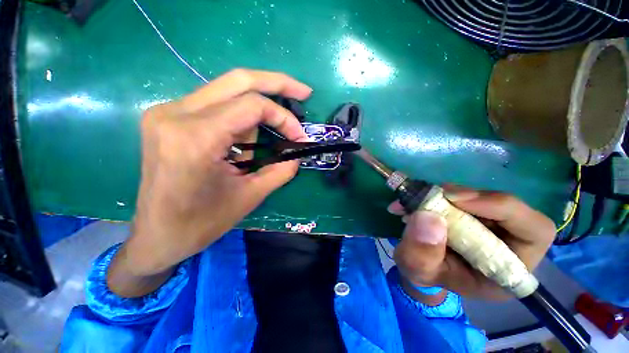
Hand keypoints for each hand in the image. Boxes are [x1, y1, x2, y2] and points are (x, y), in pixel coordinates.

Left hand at [107, 69, 310, 296]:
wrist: (158, 236)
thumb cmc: (202, 222)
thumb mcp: (251, 196)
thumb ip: (281, 170)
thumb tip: (299, 153)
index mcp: (196, 138)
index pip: (252, 106)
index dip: (284, 118)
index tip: (299, 136)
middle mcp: (176, 113)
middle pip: (238, 80)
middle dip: (276, 83)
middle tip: (303, 92)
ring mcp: (168, 112)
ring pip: (227, 90)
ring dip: (257, 109)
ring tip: (265, 139)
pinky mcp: (168, 118)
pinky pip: (215, 104)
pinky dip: (239, 117)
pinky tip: (242, 141)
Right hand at [389, 186, 555, 300]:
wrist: (420, 266)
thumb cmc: (426, 275)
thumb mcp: (418, 270)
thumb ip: (422, 252)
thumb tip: (428, 216)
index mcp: (509, 268)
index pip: (534, 231)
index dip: (502, 208)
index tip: (455, 199)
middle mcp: (508, 242)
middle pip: (506, 207)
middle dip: (468, 198)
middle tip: (435, 194)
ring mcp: (489, 224)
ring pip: (480, 197)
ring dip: (447, 195)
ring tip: (416, 200)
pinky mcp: (471, 212)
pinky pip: (461, 195)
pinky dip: (437, 194)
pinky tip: (416, 200)